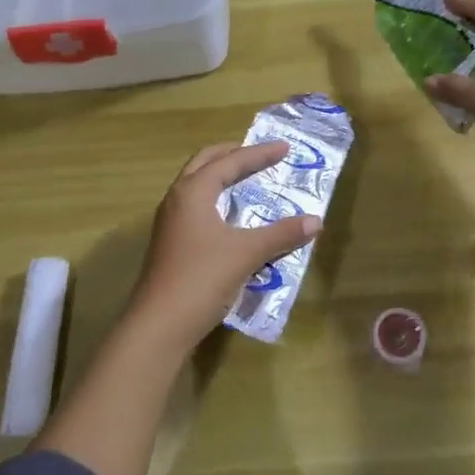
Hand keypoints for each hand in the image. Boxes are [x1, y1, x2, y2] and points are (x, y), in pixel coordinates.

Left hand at [125, 141, 321, 355]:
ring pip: (196, 185)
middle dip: (232, 154)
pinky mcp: (170, 244)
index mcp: (193, 192)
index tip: (284, 148)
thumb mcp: (247, 254)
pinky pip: (195, 207)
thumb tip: (316, 221)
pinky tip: (231, 218)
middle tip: (259, 154)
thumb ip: (281, 234)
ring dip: (220, 177)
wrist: (158, 327)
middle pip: (204, 163)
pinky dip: (215, 200)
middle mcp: (177, 199)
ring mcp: (170, 222)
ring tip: (246, 180)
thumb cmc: (201, 279)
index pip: (230, 162)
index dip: (259, 154)